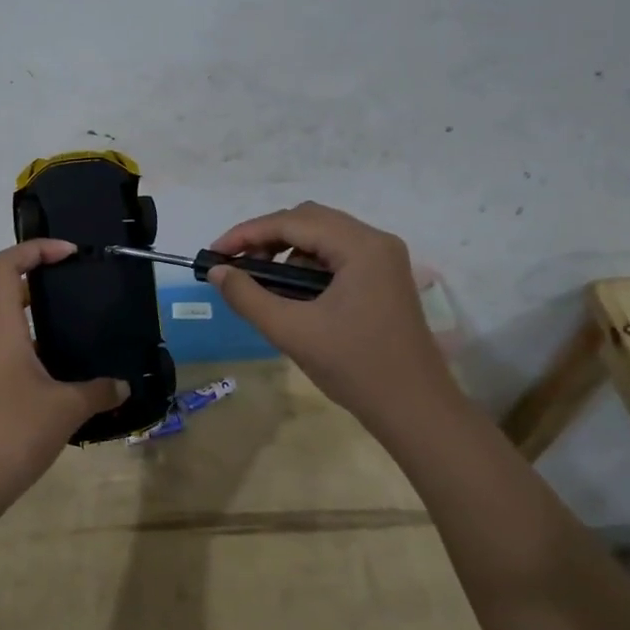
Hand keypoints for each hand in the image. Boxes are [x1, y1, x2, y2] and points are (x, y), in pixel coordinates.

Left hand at [0, 240, 126, 507]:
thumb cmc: (15, 430)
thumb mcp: (67, 407)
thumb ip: (99, 390)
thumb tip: (122, 386)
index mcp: (1, 328)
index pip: (6, 265)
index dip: (36, 249)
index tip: (70, 254)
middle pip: (8, 291)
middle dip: (43, 282)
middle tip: (80, 290)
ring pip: (8, 325)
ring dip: (39, 320)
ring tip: (78, 331)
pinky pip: (8, 353)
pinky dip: (34, 349)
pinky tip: (63, 374)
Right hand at [207, 202, 459, 433]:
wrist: (414, 409)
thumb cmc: (354, 367)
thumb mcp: (292, 331)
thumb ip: (248, 296)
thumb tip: (217, 272)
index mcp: (360, 246)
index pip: (292, 222)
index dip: (247, 234)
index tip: (214, 254)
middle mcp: (375, 241)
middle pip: (309, 220)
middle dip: (266, 237)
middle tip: (234, 265)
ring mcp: (383, 259)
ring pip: (323, 236)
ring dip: (286, 251)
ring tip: (260, 281)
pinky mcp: (383, 277)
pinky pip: (336, 255)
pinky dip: (307, 265)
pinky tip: (291, 293)